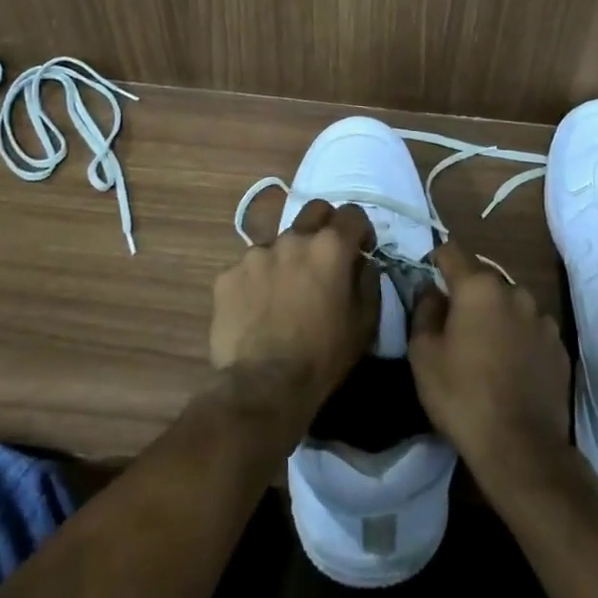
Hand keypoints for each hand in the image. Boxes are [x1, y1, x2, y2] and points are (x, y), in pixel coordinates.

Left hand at [210, 199, 379, 421]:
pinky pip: (249, 268)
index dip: (361, 229)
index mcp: (330, 247)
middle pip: (314, 211)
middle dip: (325, 225)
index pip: (352, 214)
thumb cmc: (323, 356)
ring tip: (285, 292)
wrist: (263, 387)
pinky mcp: (228, 275)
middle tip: (325, 257)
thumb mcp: (365, 324)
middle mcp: (292, 239)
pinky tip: (258, 309)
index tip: (361, 249)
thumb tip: (363, 263)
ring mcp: (255, 254)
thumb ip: (369, 281)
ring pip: (279, 242)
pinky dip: (258, 281)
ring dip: (288, 257)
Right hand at [408, 243, 570, 484]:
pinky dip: (519, 339)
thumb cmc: (462, 395)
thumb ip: (424, 311)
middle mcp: (515, 292)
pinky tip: (510, 367)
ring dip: (496, 316)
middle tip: (453, 324)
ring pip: (510, 305)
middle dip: (468, 294)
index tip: (429, 276)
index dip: (437, 259)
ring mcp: (542, 319)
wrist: (520, 447)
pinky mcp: (559, 347)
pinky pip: (531, 330)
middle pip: (484, 280)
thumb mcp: (423, 354)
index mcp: (479, 287)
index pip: (452, 252)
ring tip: (485, 349)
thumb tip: (430, 291)